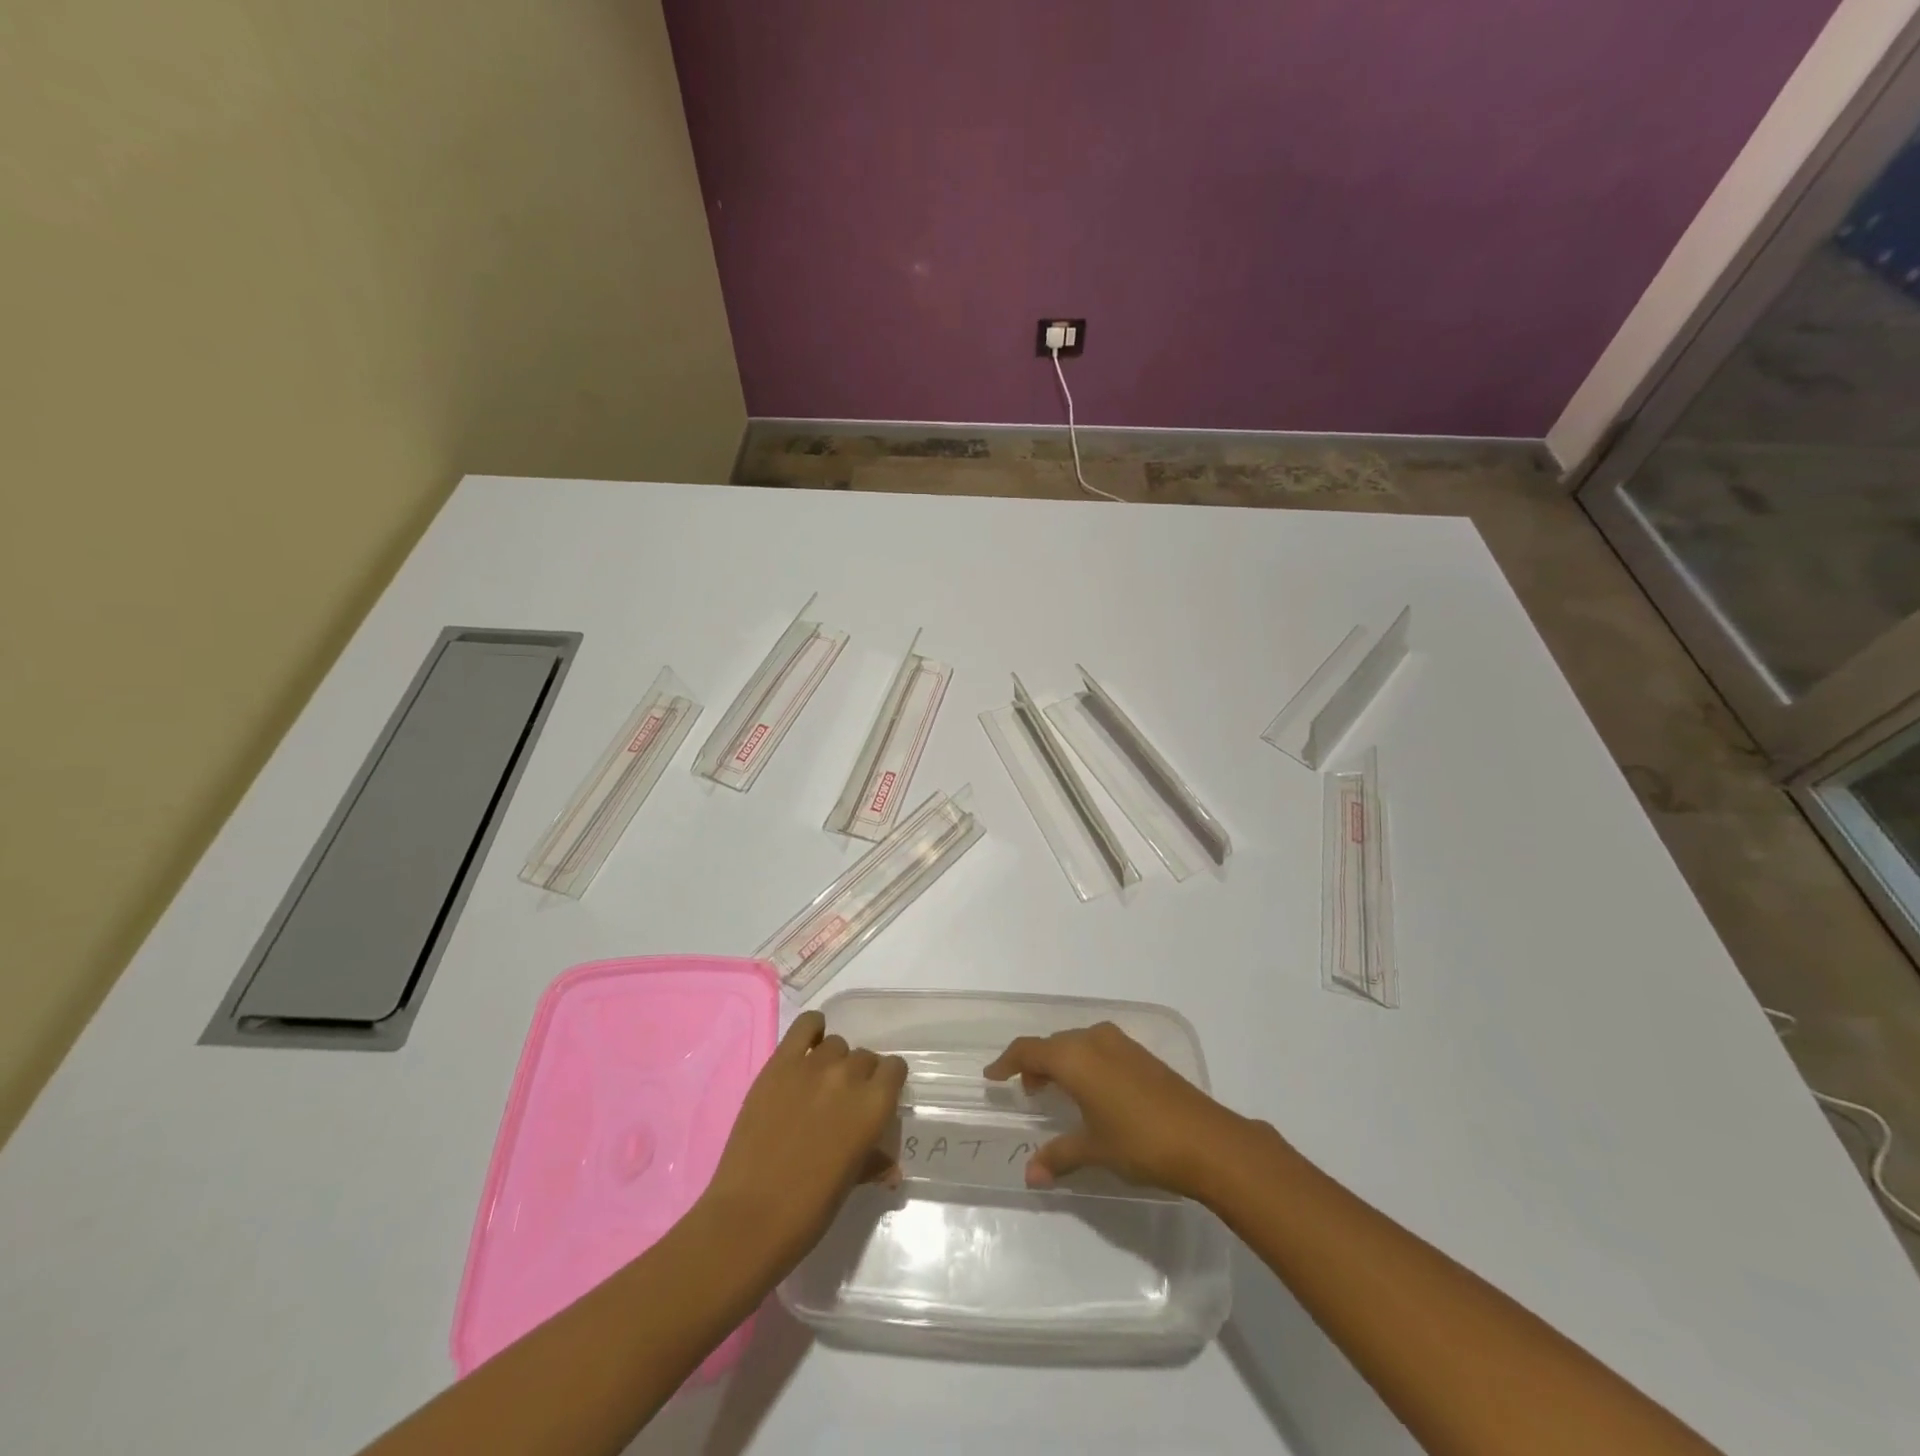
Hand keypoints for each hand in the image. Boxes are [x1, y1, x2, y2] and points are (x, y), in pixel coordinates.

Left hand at [697, 1011, 907, 1272]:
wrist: (751, 1216)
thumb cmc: (810, 1210)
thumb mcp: (851, 1183)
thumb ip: (873, 1161)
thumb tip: (891, 1167)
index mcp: (875, 1106)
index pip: (895, 1068)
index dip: (886, 1082)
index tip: (876, 1098)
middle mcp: (850, 1076)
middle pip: (864, 1057)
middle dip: (859, 1076)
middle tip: (842, 1101)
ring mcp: (813, 1066)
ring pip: (836, 1044)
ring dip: (834, 1061)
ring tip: (818, 1085)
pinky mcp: (780, 1063)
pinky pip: (805, 1025)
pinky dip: (812, 1030)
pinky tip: (807, 1048)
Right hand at [983, 1021, 1255, 1199]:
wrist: (1205, 1139)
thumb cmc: (1140, 1141)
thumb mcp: (1094, 1149)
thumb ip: (1058, 1156)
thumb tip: (1030, 1175)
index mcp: (1074, 1057)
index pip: (1028, 1050)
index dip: (1007, 1062)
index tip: (992, 1077)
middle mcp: (1093, 1040)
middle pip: (1053, 1044)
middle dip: (1035, 1064)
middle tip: (1027, 1092)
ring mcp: (1121, 1044)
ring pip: (1077, 1044)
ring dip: (1061, 1062)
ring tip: (1056, 1092)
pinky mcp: (1141, 1055)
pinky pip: (1098, 1049)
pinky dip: (1084, 1063)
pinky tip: (1092, 1092)